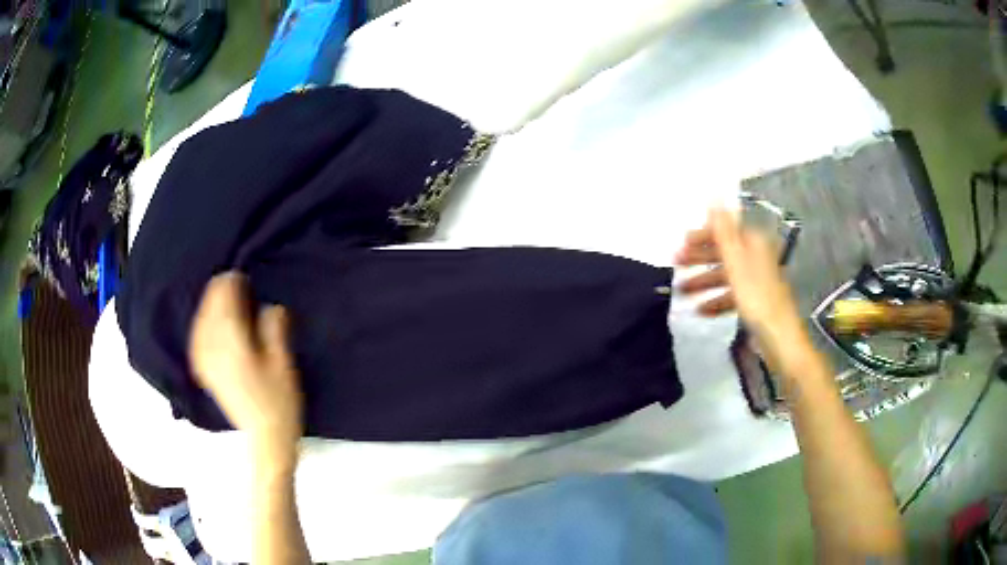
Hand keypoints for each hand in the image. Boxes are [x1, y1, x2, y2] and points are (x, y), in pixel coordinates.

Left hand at [189, 272, 302, 470]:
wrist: (265, 438)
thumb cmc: (279, 401)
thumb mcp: (283, 362)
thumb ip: (273, 326)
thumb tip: (267, 304)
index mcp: (230, 339)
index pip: (223, 295)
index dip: (234, 281)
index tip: (246, 279)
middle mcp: (210, 344)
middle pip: (209, 303)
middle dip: (223, 292)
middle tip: (242, 292)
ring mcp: (203, 357)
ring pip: (201, 316)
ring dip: (214, 306)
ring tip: (230, 307)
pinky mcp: (202, 368)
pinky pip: (198, 333)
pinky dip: (206, 323)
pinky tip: (214, 327)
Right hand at [675, 207, 812, 369]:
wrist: (779, 337)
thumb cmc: (756, 297)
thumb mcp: (736, 262)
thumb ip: (723, 231)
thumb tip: (714, 197)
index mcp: (753, 243)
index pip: (724, 231)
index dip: (702, 237)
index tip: (680, 246)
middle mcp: (755, 257)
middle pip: (723, 253)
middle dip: (699, 259)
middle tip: (675, 266)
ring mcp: (755, 281)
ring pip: (725, 276)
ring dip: (703, 282)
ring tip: (682, 292)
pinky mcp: (755, 302)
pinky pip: (731, 295)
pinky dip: (716, 300)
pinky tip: (701, 311)